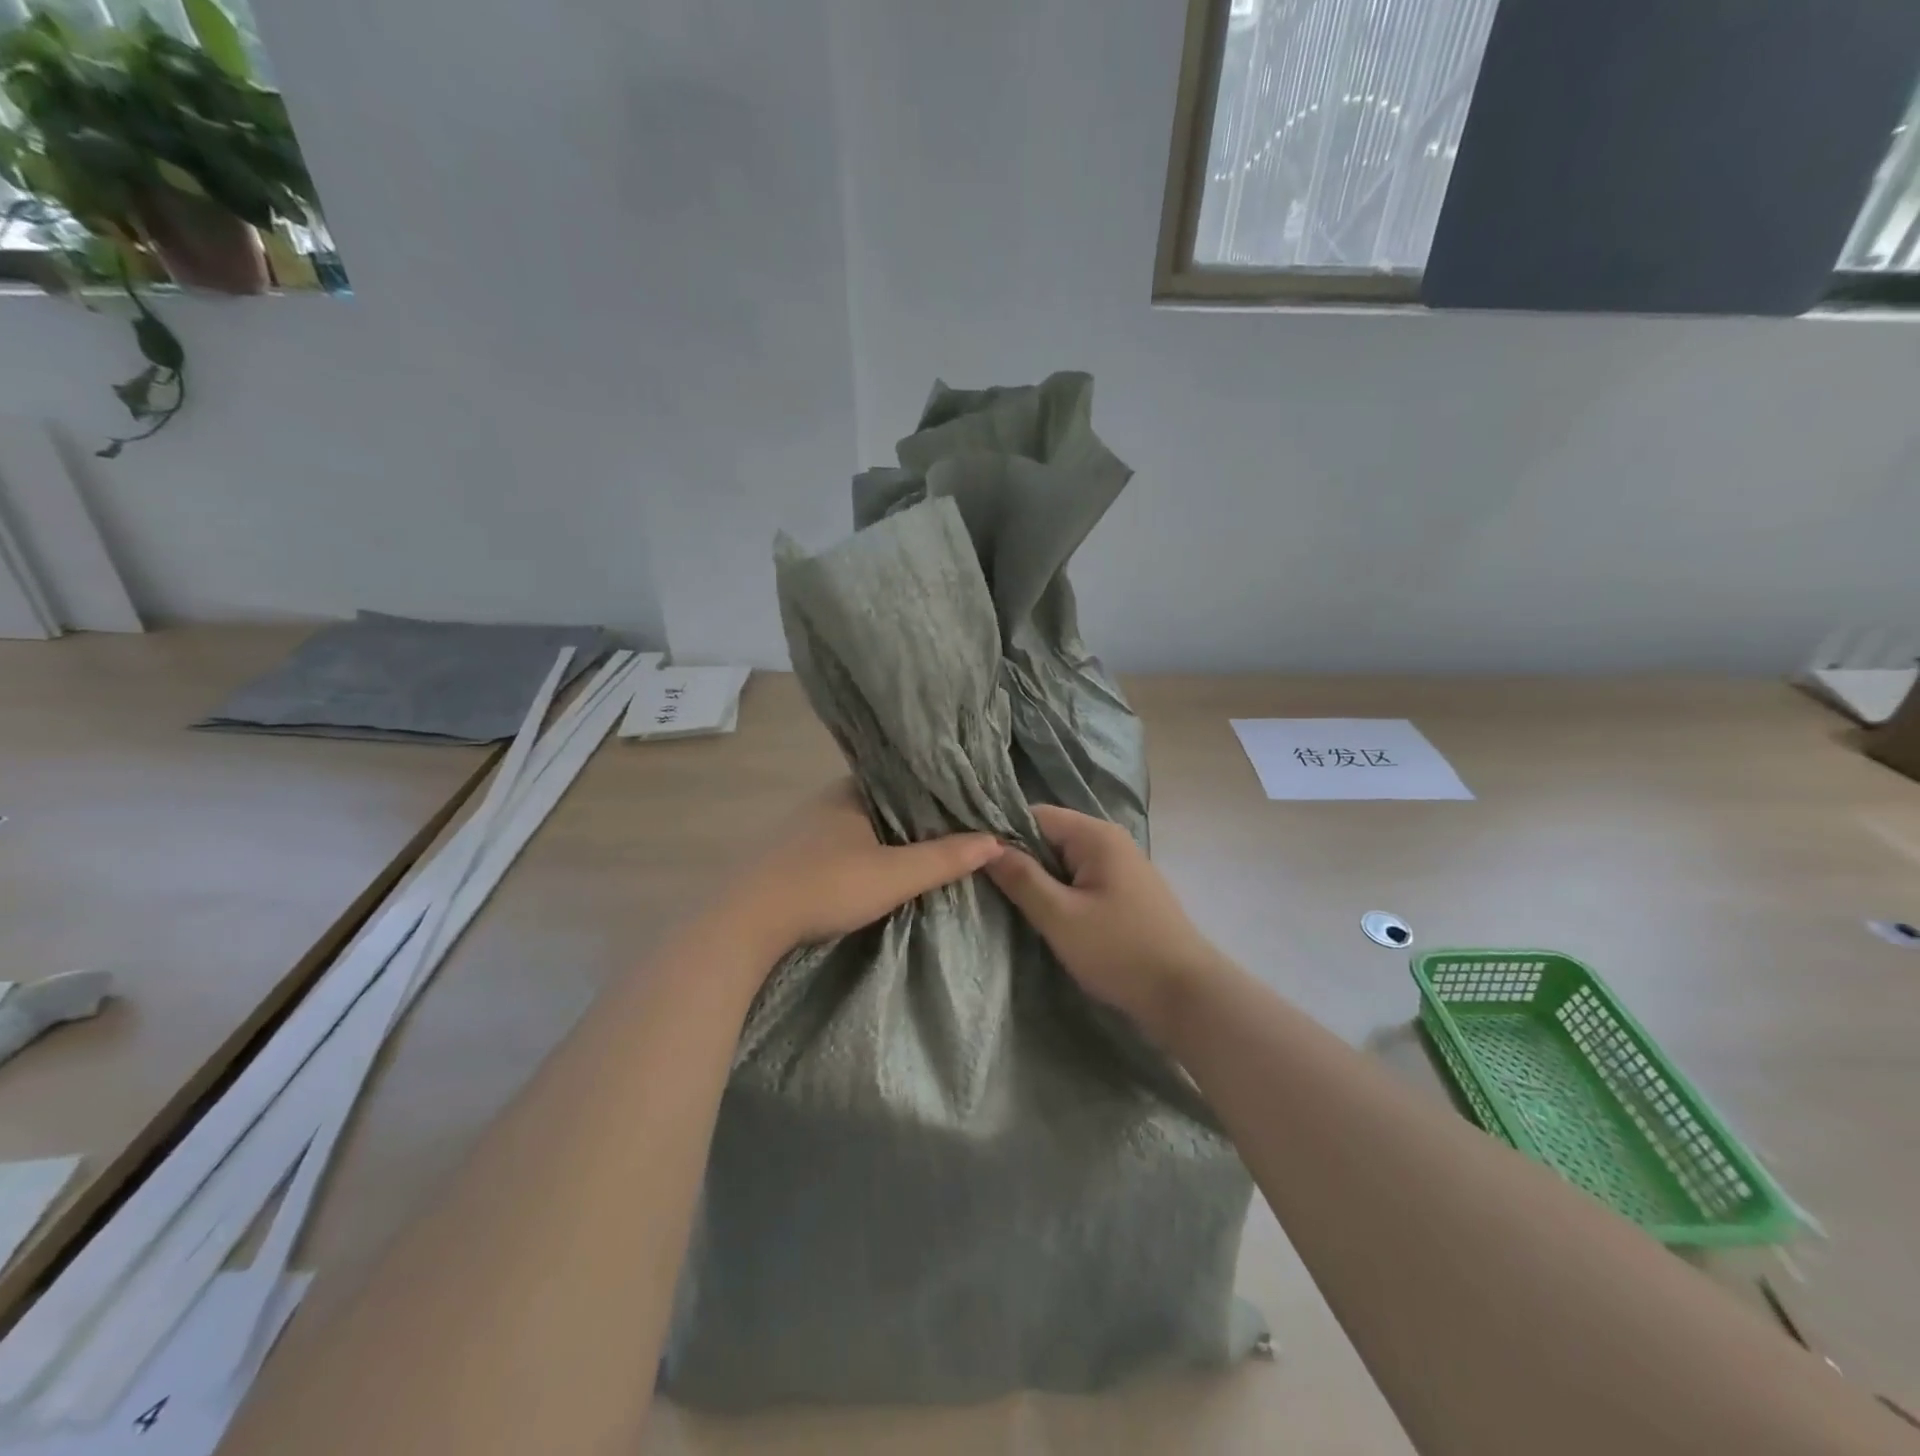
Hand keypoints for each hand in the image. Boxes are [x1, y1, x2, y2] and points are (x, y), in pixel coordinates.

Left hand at [724, 781, 1003, 954]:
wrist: (745, 921)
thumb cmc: (825, 886)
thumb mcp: (894, 875)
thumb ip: (944, 858)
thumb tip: (996, 840)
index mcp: (852, 790)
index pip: (904, 777)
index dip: (936, 789)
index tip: (967, 802)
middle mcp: (826, 800)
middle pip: (883, 801)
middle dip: (914, 815)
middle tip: (955, 829)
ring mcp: (804, 828)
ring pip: (859, 824)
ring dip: (886, 836)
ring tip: (925, 849)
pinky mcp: (789, 855)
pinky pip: (839, 844)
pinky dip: (862, 852)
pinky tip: (875, 869)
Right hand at [986, 804, 1226, 1038]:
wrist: (1186, 995)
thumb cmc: (1119, 951)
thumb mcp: (1060, 916)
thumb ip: (1022, 878)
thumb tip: (985, 847)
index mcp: (1095, 835)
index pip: (1035, 815)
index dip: (1002, 833)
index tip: (974, 860)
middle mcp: (1110, 840)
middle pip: (1050, 836)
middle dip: (1020, 858)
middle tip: (987, 886)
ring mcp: (1122, 866)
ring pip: (1065, 860)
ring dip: (1041, 879)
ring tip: (1011, 902)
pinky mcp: (1127, 892)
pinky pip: (1082, 879)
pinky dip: (1062, 891)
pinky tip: (1047, 915)